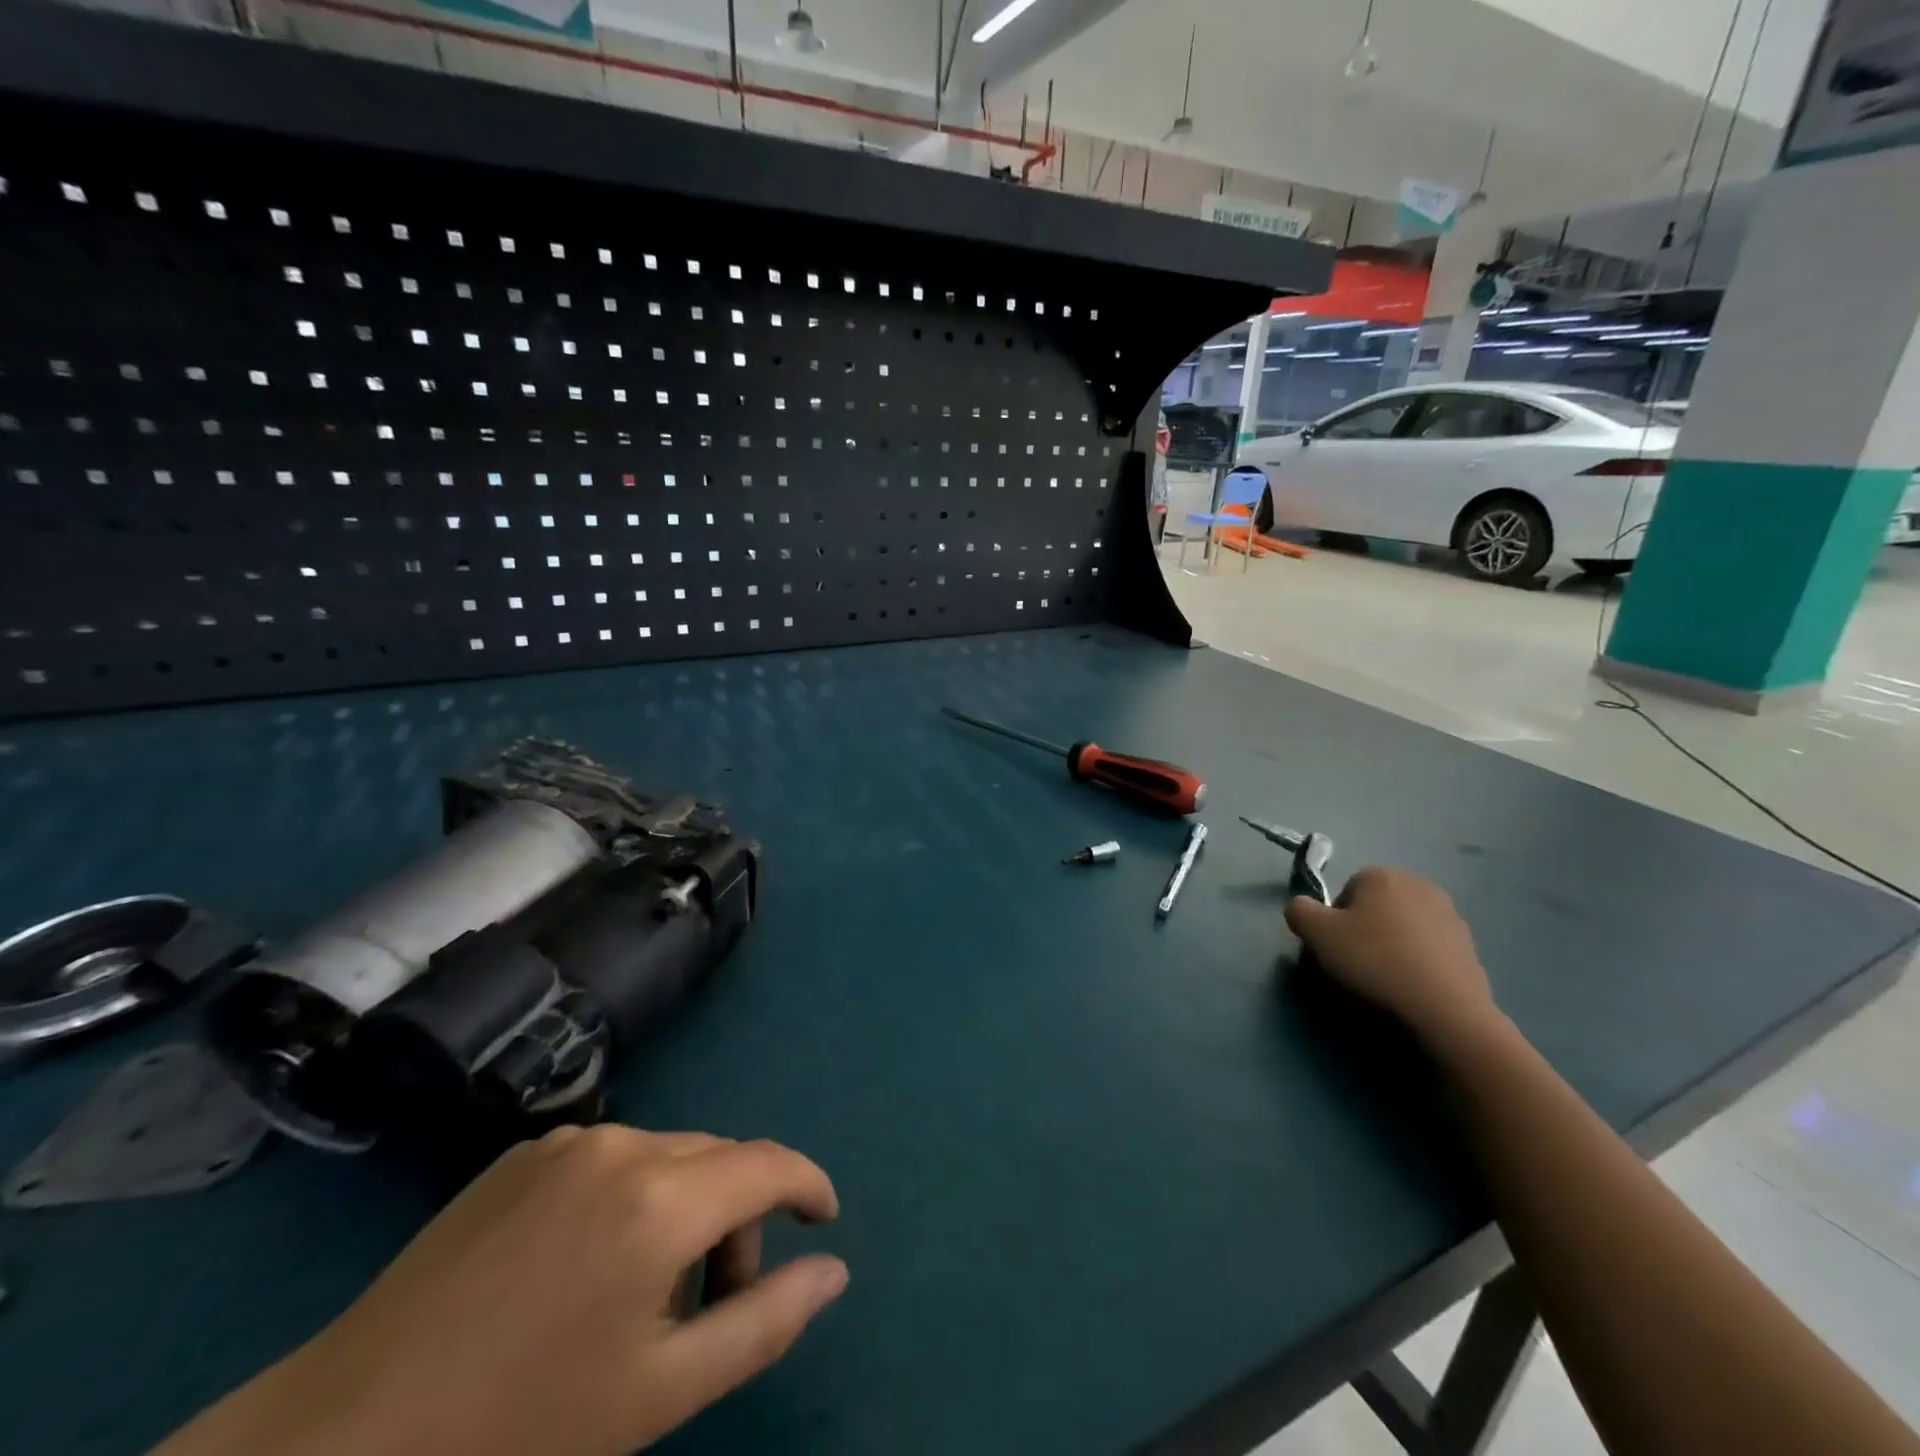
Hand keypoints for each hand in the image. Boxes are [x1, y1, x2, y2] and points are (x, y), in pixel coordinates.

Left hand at [155, 1126, 846, 1455]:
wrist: (338, 1442)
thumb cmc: (517, 1431)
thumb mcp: (660, 1393)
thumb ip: (764, 1321)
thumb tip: (834, 1268)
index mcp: (661, 1200)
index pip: (769, 1164)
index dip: (807, 1186)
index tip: (823, 1220)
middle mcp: (624, 1144)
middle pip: (719, 1159)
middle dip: (741, 1215)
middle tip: (721, 1297)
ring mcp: (567, 1142)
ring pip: (668, 1154)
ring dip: (687, 1205)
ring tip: (649, 1290)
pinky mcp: (522, 1152)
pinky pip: (611, 1157)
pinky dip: (634, 1194)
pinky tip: (588, 1265)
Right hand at [1284, 866, 1496, 1046]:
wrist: (1445, 1009)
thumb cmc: (1375, 961)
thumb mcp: (1317, 933)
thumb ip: (1299, 911)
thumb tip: (1302, 908)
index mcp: (1382, 875)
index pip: (1345, 891)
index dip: (1335, 920)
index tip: (1336, 947)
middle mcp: (1419, 885)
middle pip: (1375, 907)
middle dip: (1364, 930)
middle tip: (1357, 963)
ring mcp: (1449, 915)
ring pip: (1402, 927)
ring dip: (1392, 946)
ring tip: (1385, 979)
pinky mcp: (1469, 946)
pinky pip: (1428, 948)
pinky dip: (1417, 962)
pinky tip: (1411, 986)